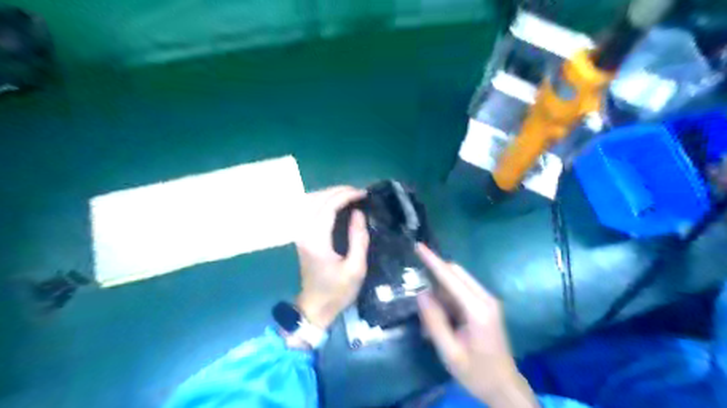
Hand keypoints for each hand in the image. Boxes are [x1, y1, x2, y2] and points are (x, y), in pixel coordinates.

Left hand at [292, 186, 370, 329]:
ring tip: (350, 195)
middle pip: (317, 200)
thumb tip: (358, 213)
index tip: (363, 194)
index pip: (328, 207)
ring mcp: (300, 233)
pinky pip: (310, 209)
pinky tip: (336, 203)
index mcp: (316, 240)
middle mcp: (304, 232)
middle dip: (339, 191)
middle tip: (359, 192)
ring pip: (311, 202)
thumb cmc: (337, 291)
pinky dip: (323, 201)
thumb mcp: (356, 268)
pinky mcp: (302, 235)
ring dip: (330, 194)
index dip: (346, 196)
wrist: (315, 307)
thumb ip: (358, 238)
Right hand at [414, 244, 537, 405]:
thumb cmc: (477, 373)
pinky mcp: (485, 305)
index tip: (418, 246)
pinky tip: (442, 324)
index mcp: (478, 309)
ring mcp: (487, 301)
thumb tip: (421, 293)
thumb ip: (434, 321)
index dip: (432, 261)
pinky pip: (460, 293)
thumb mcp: (449, 352)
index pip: (450, 277)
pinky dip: (447, 302)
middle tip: (421, 304)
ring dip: (439, 296)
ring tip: (431, 326)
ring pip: (456, 283)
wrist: (504, 387)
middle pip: (455, 274)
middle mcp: (485, 298)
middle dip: (434, 281)